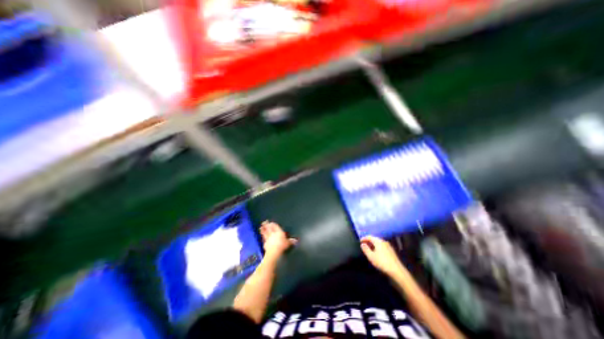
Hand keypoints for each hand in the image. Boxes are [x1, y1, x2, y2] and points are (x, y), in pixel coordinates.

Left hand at [259, 221, 296, 257]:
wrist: (274, 251)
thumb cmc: (282, 246)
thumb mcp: (288, 243)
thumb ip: (291, 241)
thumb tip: (295, 240)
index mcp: (278, 232)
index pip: (275, 226)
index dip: (273, 224)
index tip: (271, 222)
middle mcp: (273, 233)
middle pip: (269, 228)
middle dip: (267, 225)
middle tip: (264, 222)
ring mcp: (268, 238)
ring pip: (265, 232)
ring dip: (263, 229)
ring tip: (261, 227)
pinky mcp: (265, 242)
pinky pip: (264, 238)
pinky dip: (262, 237)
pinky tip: (262, 236)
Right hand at [360, 237, 402, 276]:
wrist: (396, 270)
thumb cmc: (382, 262)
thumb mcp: (371, 256)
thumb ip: (366, 249)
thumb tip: (362, 244)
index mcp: (378, 241)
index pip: (369, 236)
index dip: (364, 238)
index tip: (360, 241)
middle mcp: (383, 241)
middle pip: (374, 239)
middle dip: (368, 241)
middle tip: (364, 244)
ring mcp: (388, 245)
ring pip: (378, 242)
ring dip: (373, 244)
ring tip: (369, 248)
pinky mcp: (391, 250)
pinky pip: (382, 246)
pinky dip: (377, 247)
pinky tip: (376, 252)